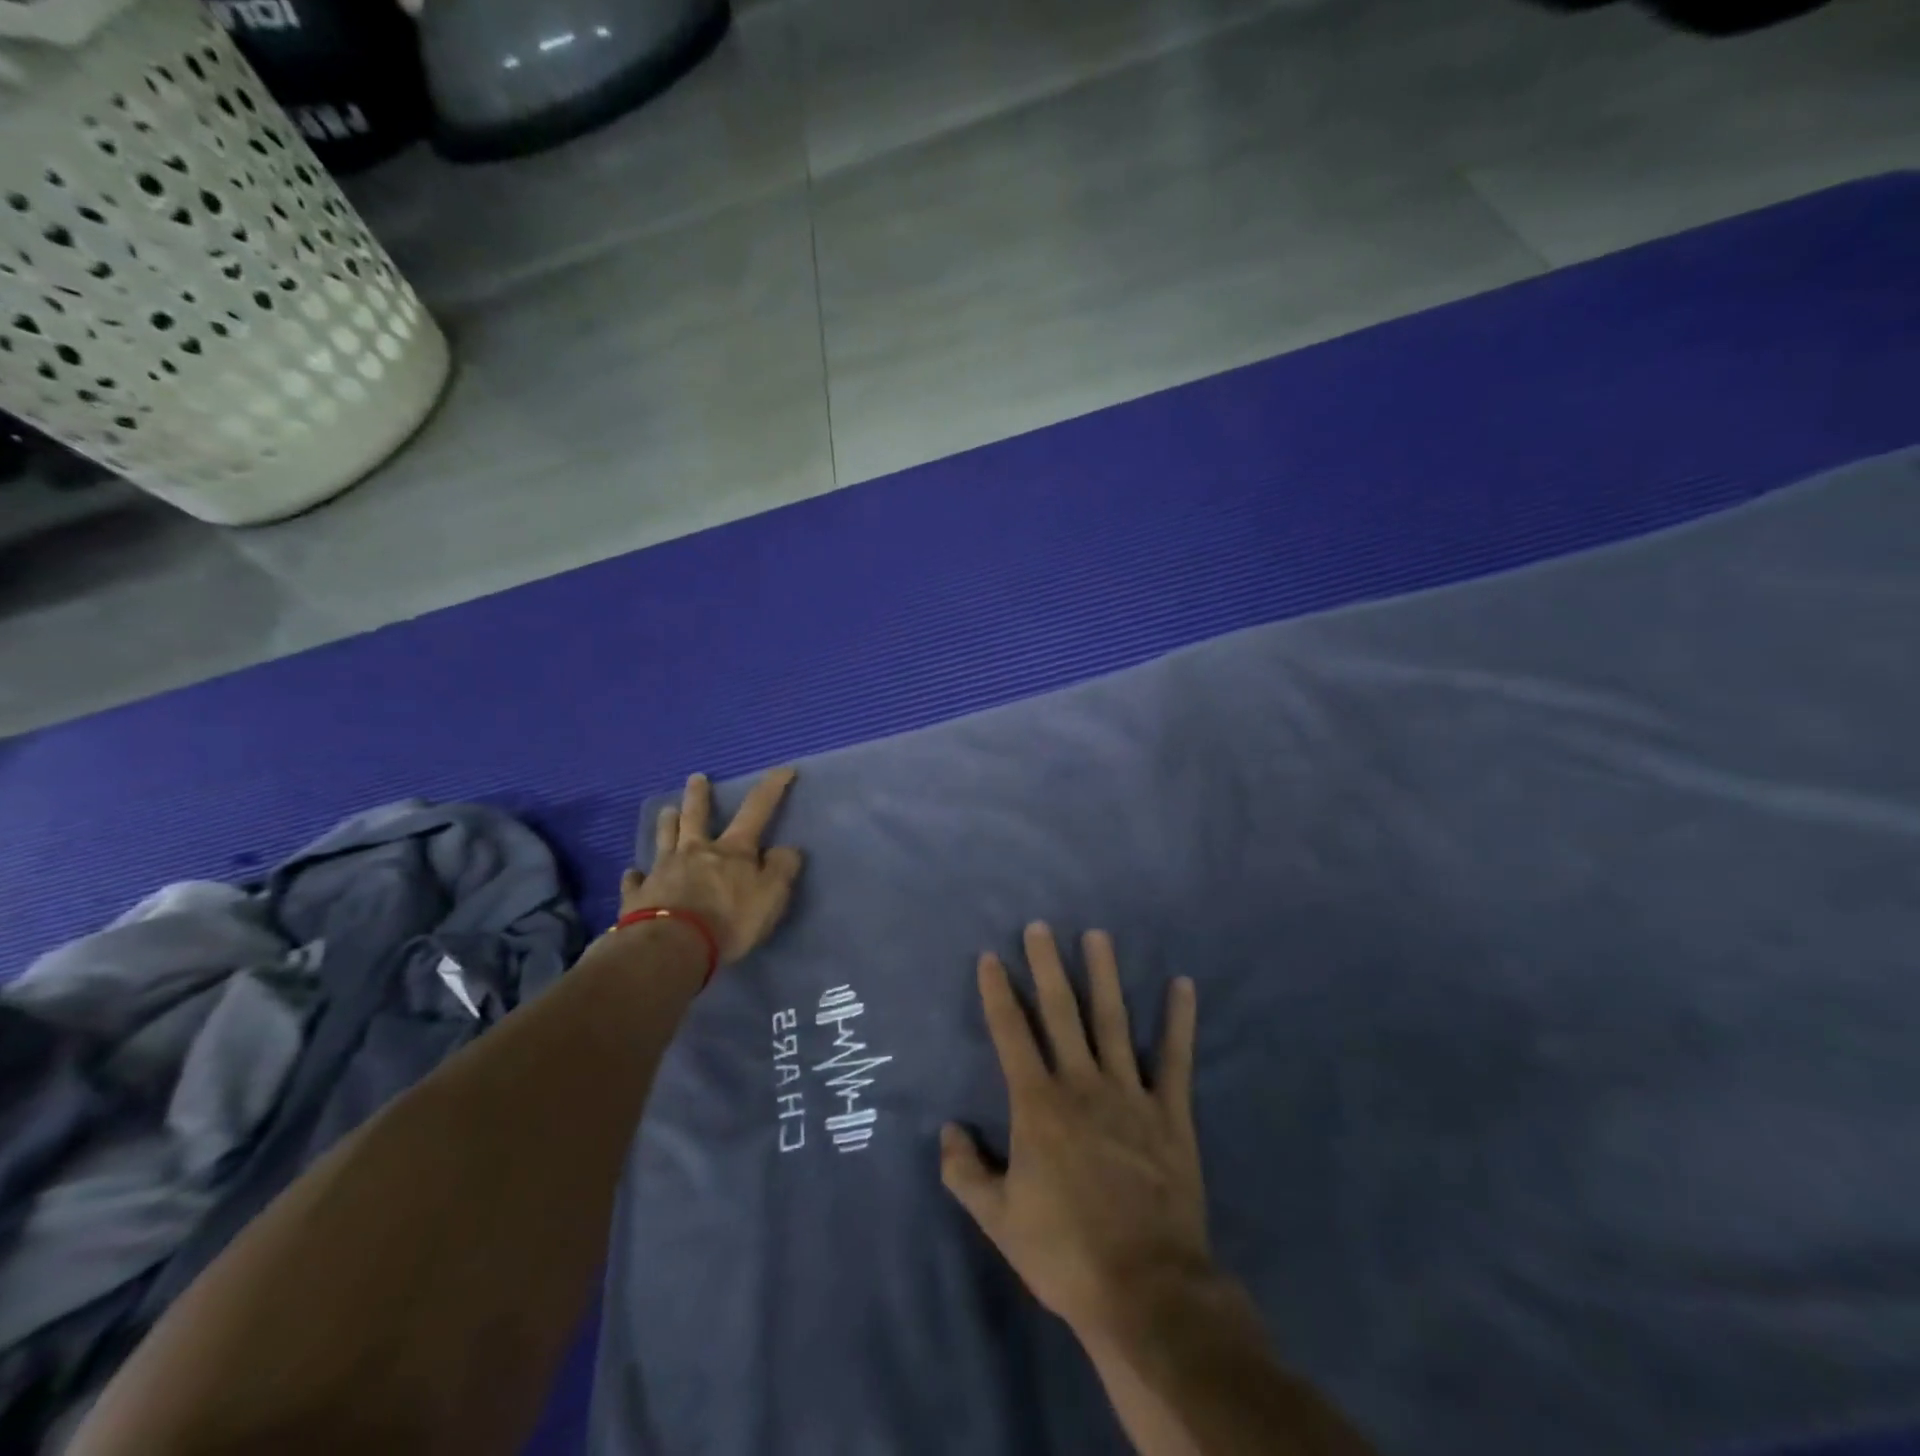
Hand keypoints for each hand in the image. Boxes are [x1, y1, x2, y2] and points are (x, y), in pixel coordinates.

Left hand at [620, 769, 804, 964]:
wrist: (673, 946)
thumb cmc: (729, 920)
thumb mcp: (771, 896)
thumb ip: (782, 870)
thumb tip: (786, 849)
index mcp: (732, 850)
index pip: (757, 810)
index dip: (771, 788)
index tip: (783, 769)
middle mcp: (696, 852)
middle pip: (696, 817)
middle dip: (699, 795)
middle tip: (696, 778)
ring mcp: (663, 871)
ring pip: (664, 839)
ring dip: (667, 824)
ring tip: (666, 811)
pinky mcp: (638, 896)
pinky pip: (635, 881)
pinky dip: (636, 876)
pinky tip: (632, 873)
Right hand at [941, 923, 1206, 1341]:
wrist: (1145, 1290)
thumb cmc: (1064, 1252)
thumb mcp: (999, 1219)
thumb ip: (966, 1172)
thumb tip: (948, 1129)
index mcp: (1038, 1104)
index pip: (1011, 1034)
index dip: (999, 993)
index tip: (992, 957)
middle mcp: (1081, 1084)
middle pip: (1061, 1012)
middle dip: (1047, 966)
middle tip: (1040, 926)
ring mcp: (1130, 1093)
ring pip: (1113, 1020)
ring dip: (1104, 975)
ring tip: (1098, 935)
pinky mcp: (1170, 1112)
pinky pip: (1175, 1057)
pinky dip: (1179, 1020)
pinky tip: (1182, 984)